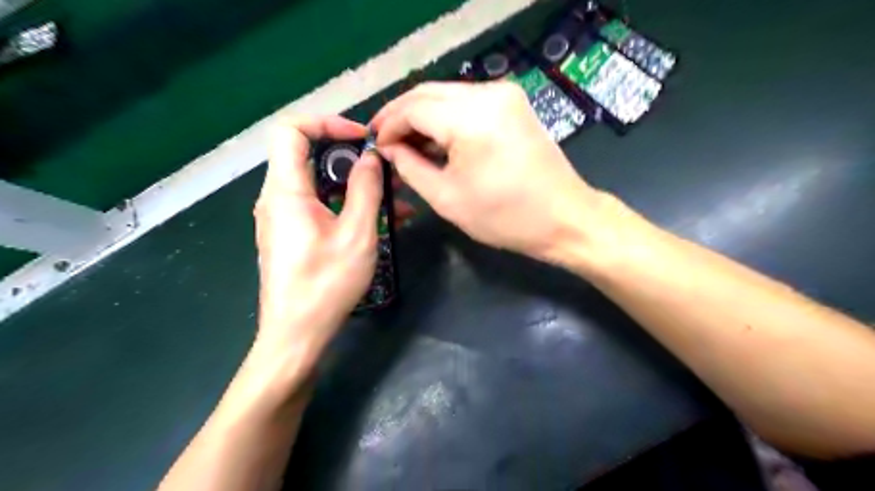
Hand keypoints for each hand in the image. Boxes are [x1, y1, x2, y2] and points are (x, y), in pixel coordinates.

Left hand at [251, 114, 400, 359]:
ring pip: (321, 185)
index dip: (327, 123)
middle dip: (353, 158)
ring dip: (358, 186)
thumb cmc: (326, 284)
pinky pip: (322, 207)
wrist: (297, 335)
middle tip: (388, 170)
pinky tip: (384, 221)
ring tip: (397, 199)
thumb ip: (365, 190)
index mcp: (286, 191)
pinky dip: (349, 206)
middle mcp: (278, 198)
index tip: (362, 138)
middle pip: (310, 157)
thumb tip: (371, 158)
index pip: (291, 130)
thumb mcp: (356, 234)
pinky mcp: (295, 235)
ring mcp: (285, 218)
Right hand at [370, 81, 609, 264]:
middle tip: (384, 140)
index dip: (388, 124)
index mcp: (471, 118)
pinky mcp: (514, 104)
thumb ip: (410, 167)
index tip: (375, 145)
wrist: (564, 218)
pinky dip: (446, 118)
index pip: (413, 107)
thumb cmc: (505, 217)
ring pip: (447, 95)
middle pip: (428, 93)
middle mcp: (489, 93)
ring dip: (423, 116)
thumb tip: (390, 149)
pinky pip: (467, 103)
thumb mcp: (447, 198)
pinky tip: (435, 139)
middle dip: (401, 115)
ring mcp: (505, 95)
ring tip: (406, 143)